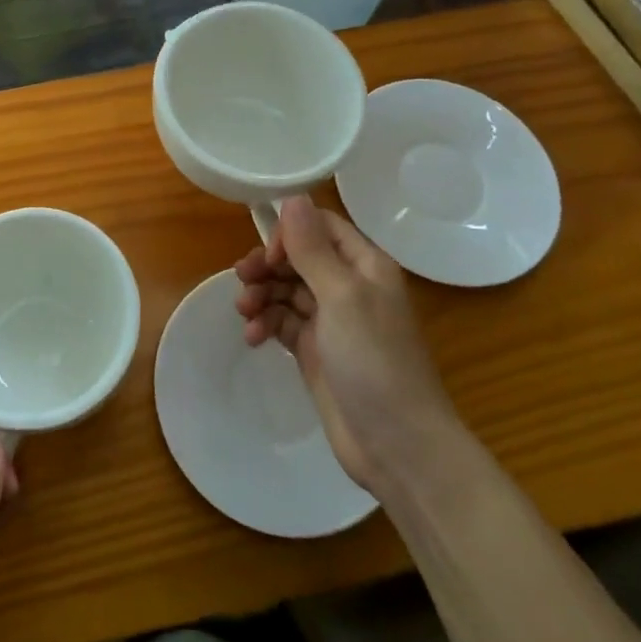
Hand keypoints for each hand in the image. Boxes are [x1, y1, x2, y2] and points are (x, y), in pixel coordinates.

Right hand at [236, 197, 463, 497]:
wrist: (397, 446)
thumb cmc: (375, 362)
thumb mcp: (342, 297)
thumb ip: (313, 248)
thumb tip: (293, 195)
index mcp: (365, 266)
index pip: (321, 227)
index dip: (290, 233)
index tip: (269, 255)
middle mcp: (349, 286)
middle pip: (298, 257)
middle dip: (267, 265)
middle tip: (243, 280)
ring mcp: (332, 321)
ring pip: (286, 290)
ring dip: (262, 295)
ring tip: (245, 314)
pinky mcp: (315, 350)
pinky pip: (282, 322)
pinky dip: (265, 324)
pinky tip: (253, 337)